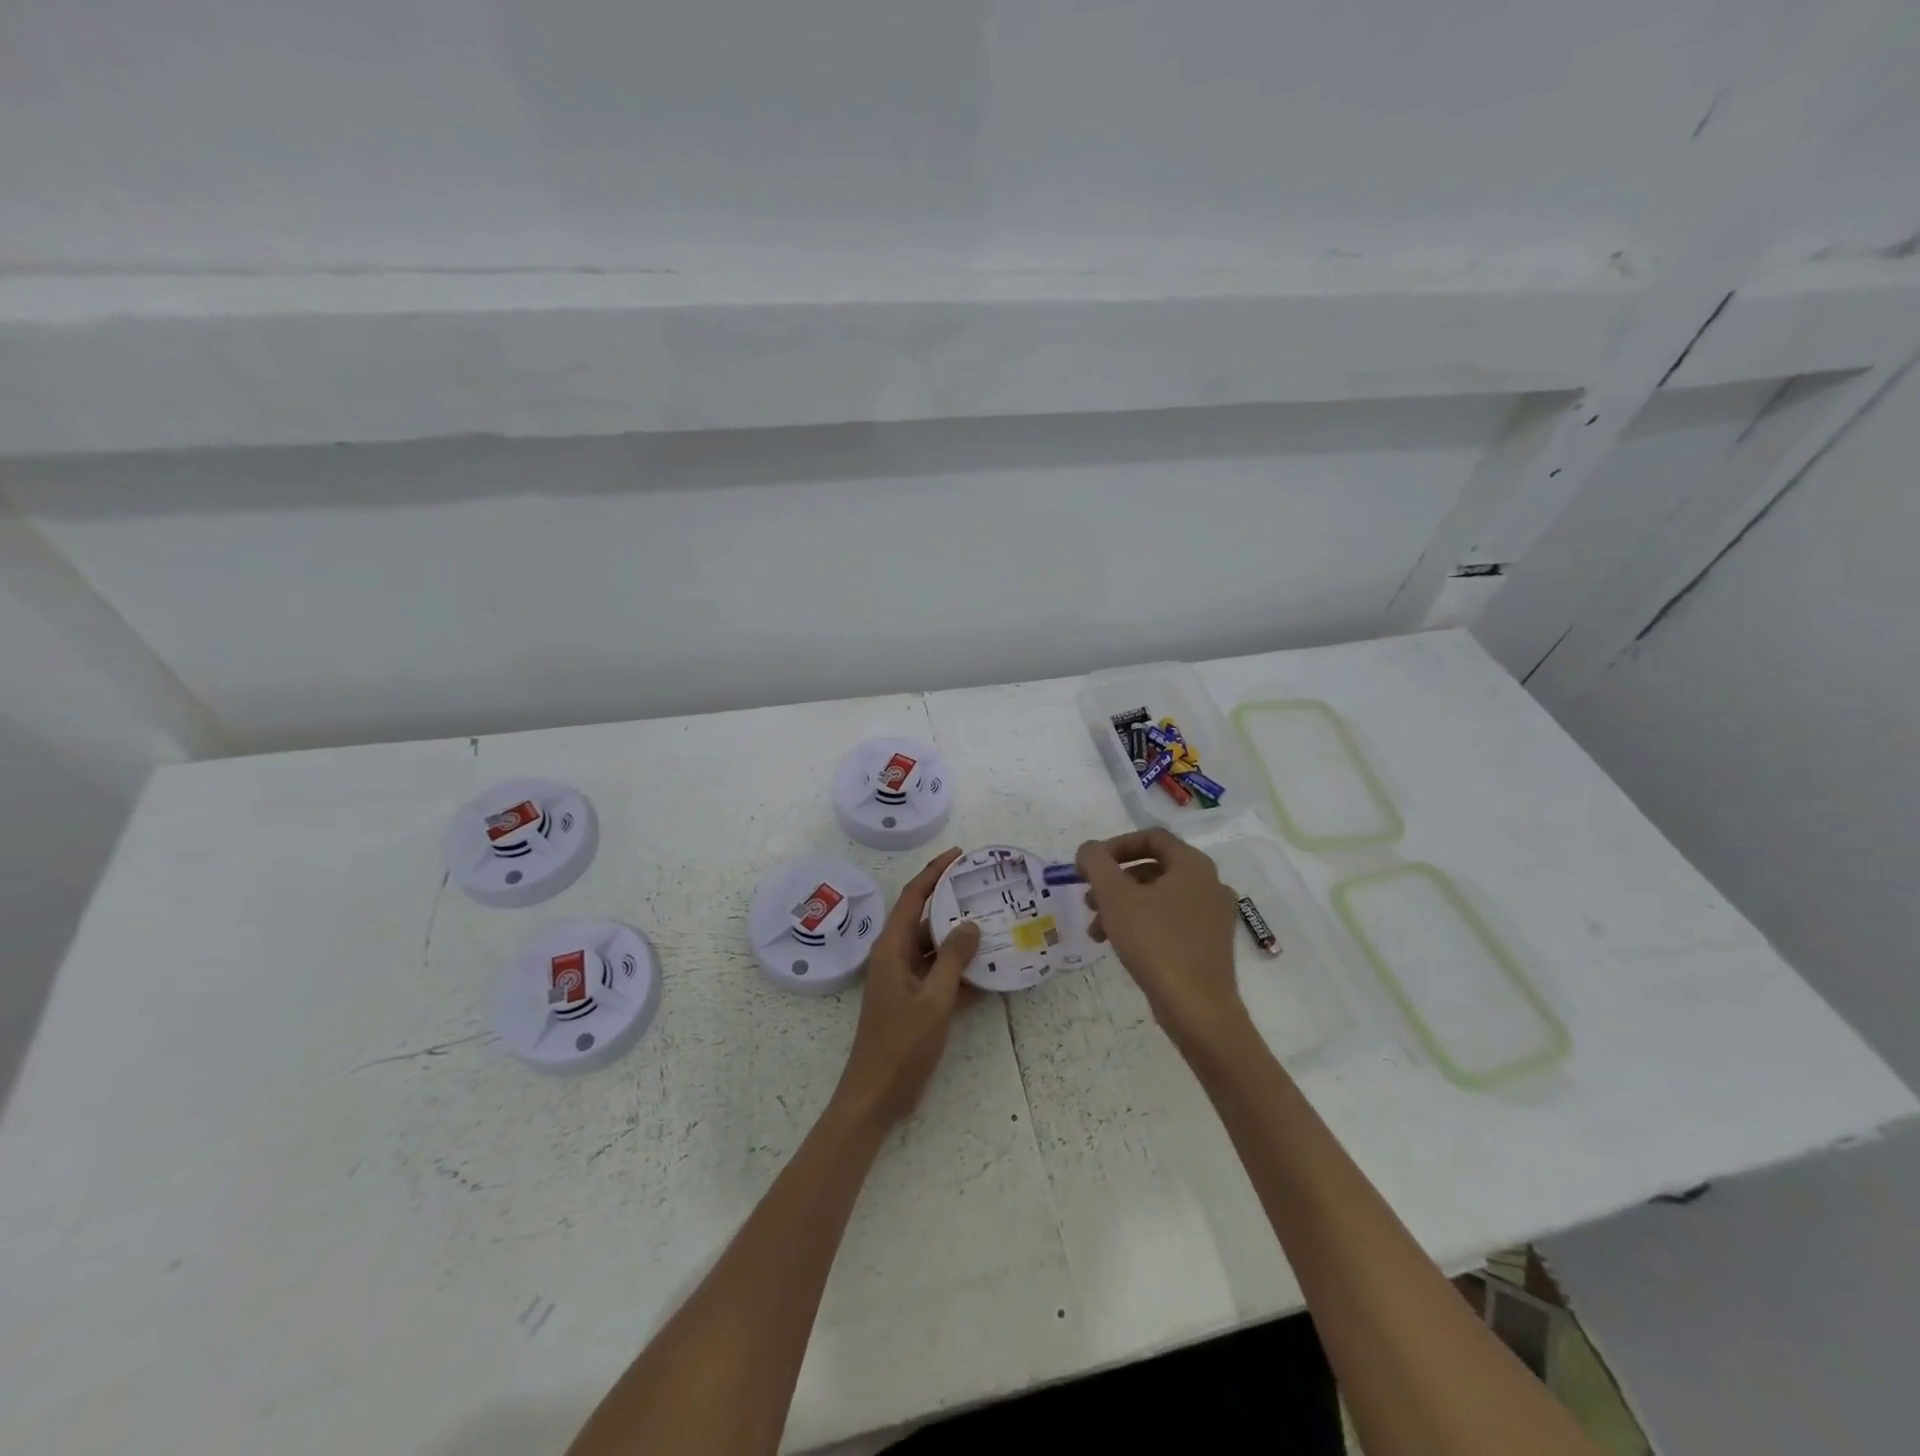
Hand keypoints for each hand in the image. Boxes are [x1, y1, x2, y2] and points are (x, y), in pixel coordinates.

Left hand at [834, 847, 980, 1125]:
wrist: (877, 1096)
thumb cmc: (901, 1044)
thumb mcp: (934, 999)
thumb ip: (953, 959)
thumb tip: (970, 924)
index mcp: (891, 948)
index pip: (913, 897)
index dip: (934, 872)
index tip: (959, 855)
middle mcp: (895, 957)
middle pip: (925, 919)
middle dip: (953, 903)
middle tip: (986, 888)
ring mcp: (905, 980)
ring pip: (936, 949)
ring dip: (962, 940)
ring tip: (996, 924)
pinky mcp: (914, 1002)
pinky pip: (940, 975)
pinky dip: (962, 972)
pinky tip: (992, 970)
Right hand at [1075, 828, 1246, 1052]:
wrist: (1198, 1009)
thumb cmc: (1156, 943)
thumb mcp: (1116, 897)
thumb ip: (1096, 863)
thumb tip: (1088, 850)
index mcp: (1193, 865)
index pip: (1151, 837)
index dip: (1115, 846)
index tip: (1089, 866)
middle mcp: (1209, 884)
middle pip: (1152, 868)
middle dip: (1114, 881)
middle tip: (1089, 900)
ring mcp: (1213, 915)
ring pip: (1158, 897)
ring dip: (1123, 906)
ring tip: (1096, 930)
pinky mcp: (1209, 944)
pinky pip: (1170, 921)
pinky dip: (1142, 924)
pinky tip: (1119, 946)